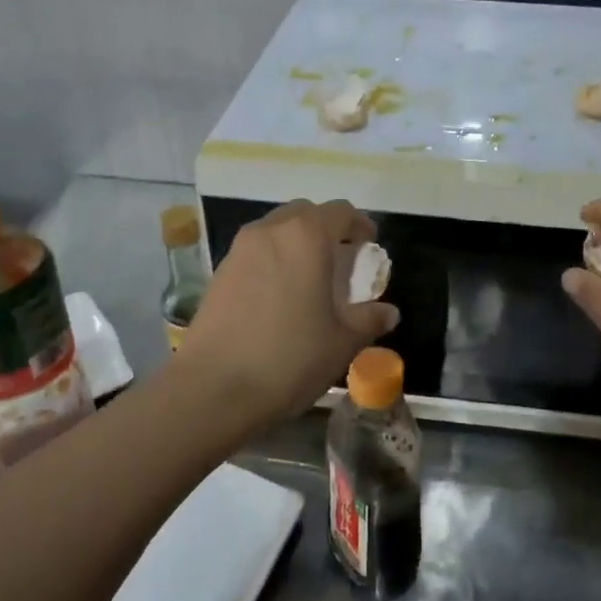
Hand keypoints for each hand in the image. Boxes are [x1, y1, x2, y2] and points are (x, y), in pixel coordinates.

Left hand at [178, 199, 399, 422]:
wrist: (213, 389)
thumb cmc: (289, 358)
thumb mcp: (342, 342)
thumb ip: (369, 319)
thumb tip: (388, 312)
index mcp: (306, 237)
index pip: (340, 212)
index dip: (360, 224)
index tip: (369, 245)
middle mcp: (271, 231)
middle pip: (305, 214)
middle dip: (326, 229)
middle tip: (341, 260)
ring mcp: (239, 249)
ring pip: (277, 230)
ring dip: (297, 243)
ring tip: (310, 278)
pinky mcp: (219, 272)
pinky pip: (256, 251)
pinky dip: (274, 260)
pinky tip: (280, 295)